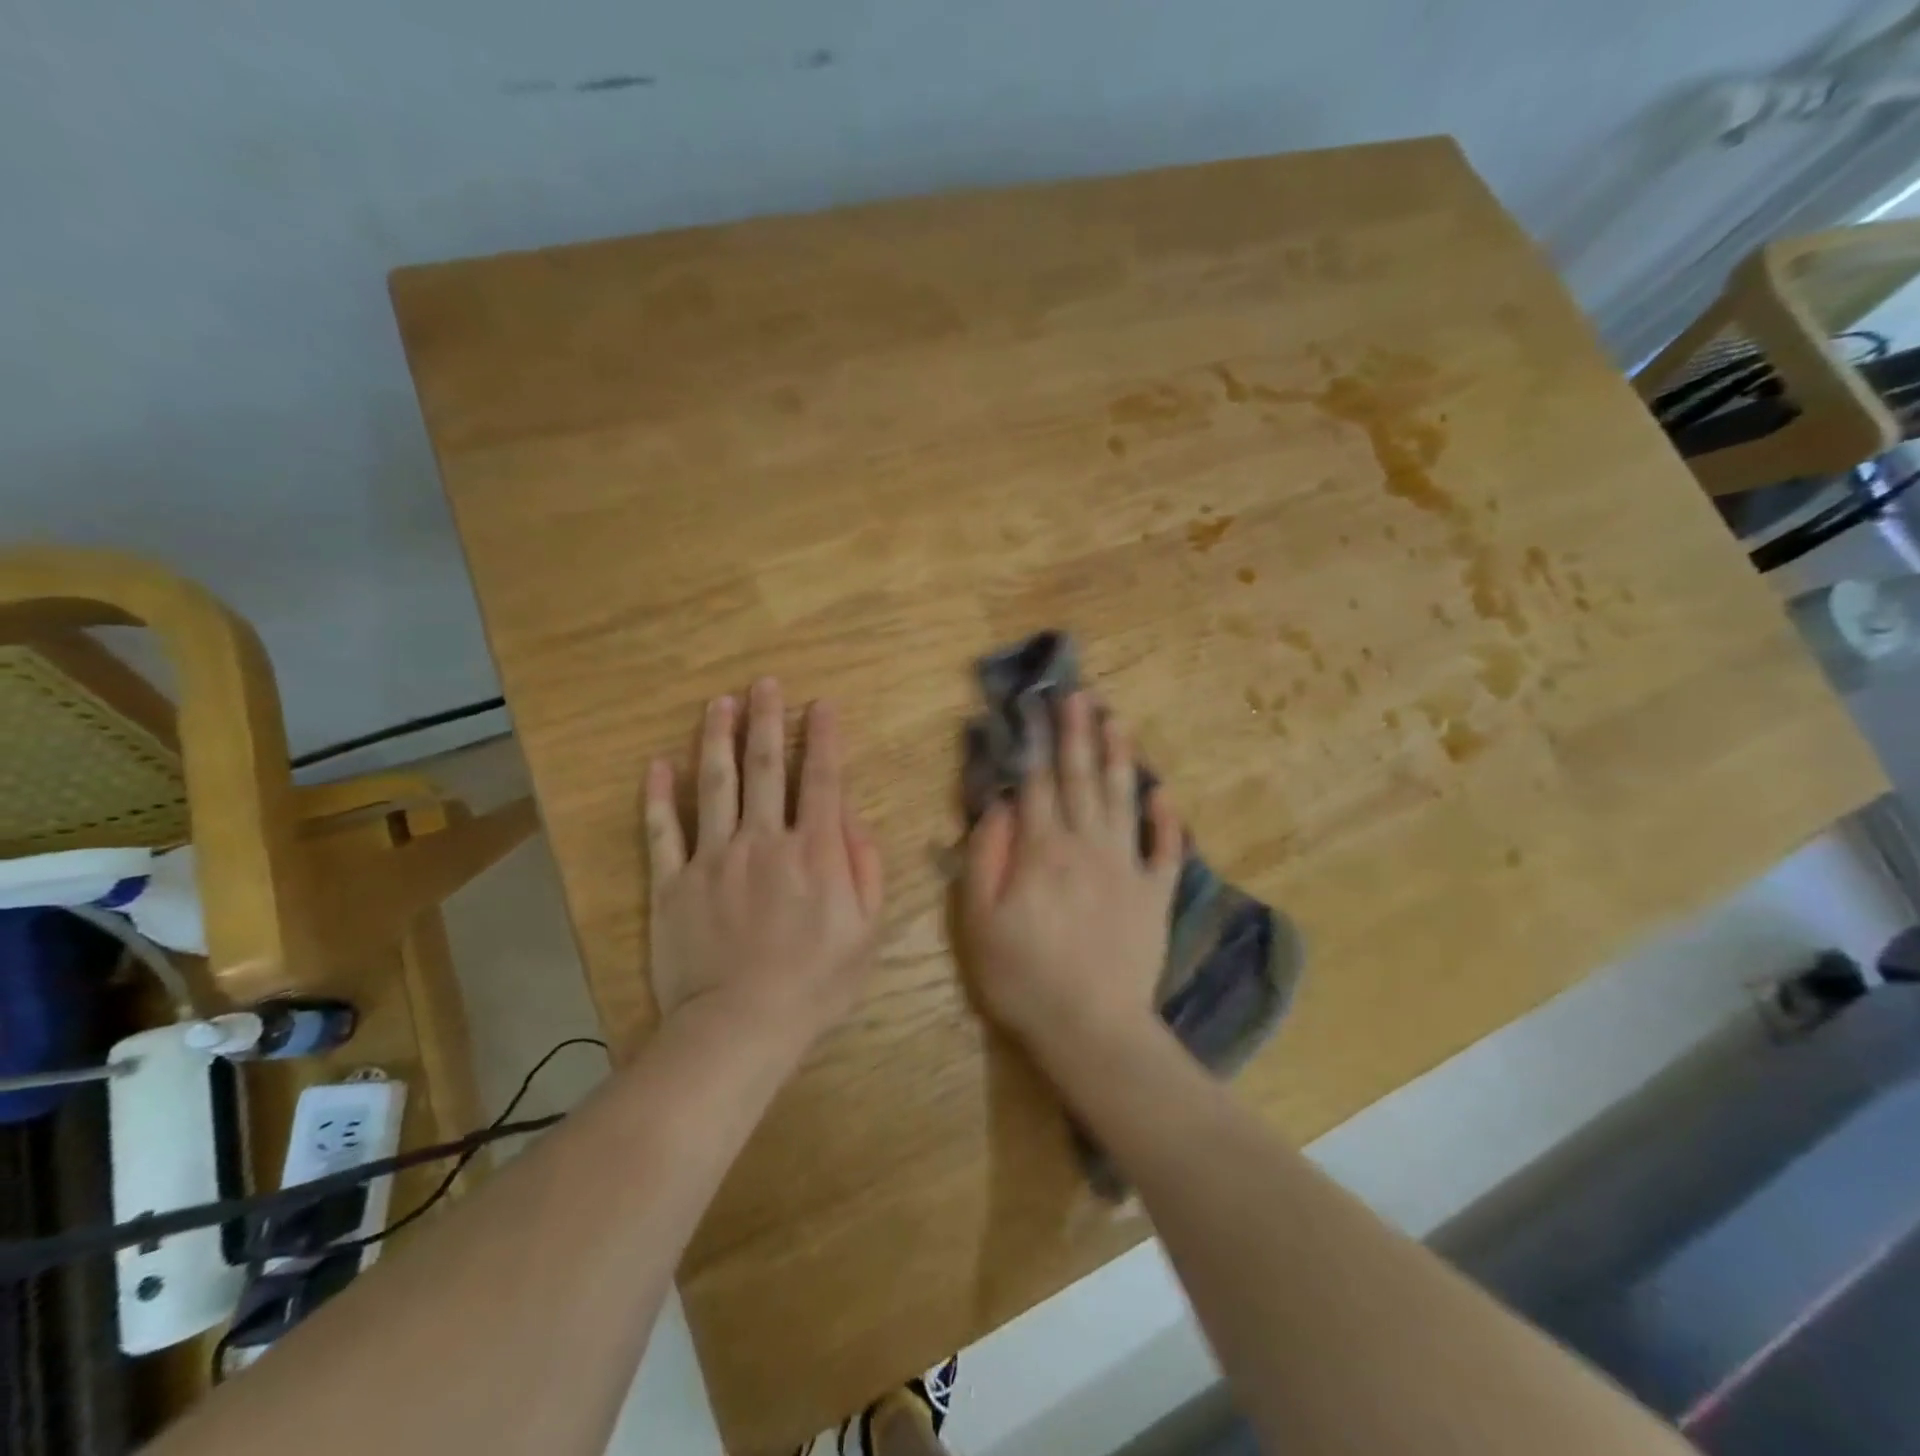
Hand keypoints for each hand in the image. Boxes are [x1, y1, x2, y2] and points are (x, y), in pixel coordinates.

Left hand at [644, 678, 884, 1050]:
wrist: (740, 1027)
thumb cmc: (815, 983)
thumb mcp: (867, 931)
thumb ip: (865, 868)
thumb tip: (851, 819)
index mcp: (814, 851)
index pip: (822, 779)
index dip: (823, 737)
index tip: (820, 703)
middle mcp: (763, 840)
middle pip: (766, 767)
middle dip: (767, 720)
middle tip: (764, 683)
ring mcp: (713, 858)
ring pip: (715, 784)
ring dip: (717, 738)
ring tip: (718, 702)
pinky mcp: (673, 882)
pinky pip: (662, 831)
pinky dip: (658, 796)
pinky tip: (657, 763)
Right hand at [961, 692, 1182, 1063]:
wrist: (1091, 1027)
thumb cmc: (1023, 977)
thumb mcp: (979, 920)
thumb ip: (986, 857)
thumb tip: (998, 805)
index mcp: (1043, 849)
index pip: (1037, 782)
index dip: (1035, 741)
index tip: (1037, 705)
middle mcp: (1087, 845)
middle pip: (1081, 778)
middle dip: (1078, 732)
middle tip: (1079, 694)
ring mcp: (1127, 867)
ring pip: (1122, 799)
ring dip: (1120, 756)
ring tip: (1117, 720)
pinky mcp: (1155, 894)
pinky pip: (1164, 848)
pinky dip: (1166, 819)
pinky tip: (1163, 791)